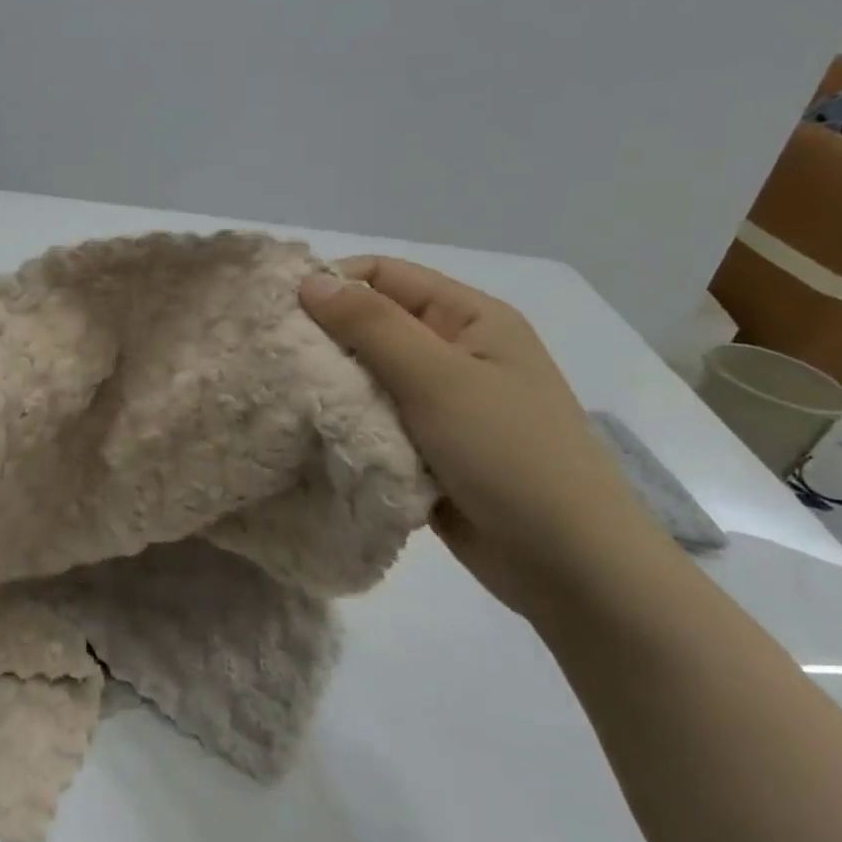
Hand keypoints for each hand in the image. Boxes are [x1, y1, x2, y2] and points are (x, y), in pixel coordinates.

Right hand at [299, 258, 653, 622]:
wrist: (568, 566)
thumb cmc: (509, 454)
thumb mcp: (439, 379)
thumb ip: (372, 326)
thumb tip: (309, 281)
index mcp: (470, 318)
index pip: (386, 275)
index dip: (333, 283)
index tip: (280, 311)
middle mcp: (454, 351)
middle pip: (373, 324)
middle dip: (324, 337)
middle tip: (273, 357)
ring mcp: (440, 402)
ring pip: (367, 374)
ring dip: (331, 383)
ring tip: (283, 394)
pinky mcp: (425, 446)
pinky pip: (373, 418)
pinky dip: (345, 421)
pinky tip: (311, 429)